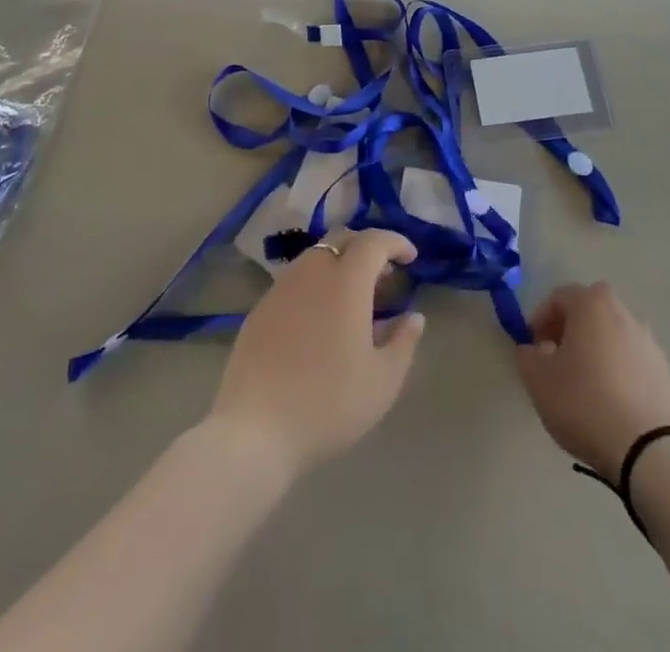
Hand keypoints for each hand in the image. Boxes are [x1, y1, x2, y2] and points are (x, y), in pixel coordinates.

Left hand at [207, 229, 424, 480]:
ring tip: (353, 298)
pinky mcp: (260, 309)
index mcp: (346, 281)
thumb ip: (403, 342)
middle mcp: (312, 272)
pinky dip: (315, 284)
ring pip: (316, 257)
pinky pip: (295, 280)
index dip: (395, 242)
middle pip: (341, 239)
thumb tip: (414, 317)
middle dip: (366, 247)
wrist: (255, 430)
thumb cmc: (328, 403)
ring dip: (339, 264)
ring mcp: (281, 288)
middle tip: (383, 274)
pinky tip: (320, 319)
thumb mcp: (382, 381)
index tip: (411, 258)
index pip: (373, 241)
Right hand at [516, 282, 669, 482]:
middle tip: (557, 357)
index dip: (540, 318)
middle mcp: (622, 313)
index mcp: (591, 305)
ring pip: (612, 334)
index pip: (559, 296)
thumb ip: (527, 356)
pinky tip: (610, 401)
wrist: (649, 450)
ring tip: (584, 383)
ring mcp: (648, 341)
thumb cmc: (584, 403)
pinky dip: (618, 369)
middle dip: (570, 328)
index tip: (532, 346)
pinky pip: (631, 359)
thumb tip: (532, 349)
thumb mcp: (538, 380)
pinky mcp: (664, 371)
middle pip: (590, 310)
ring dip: (596, 348)